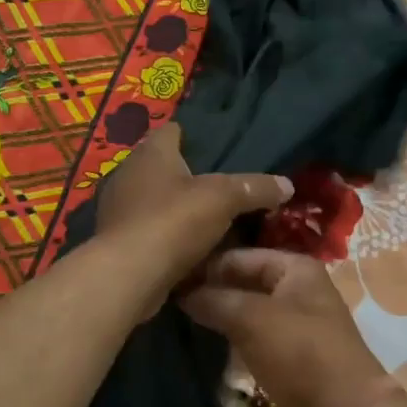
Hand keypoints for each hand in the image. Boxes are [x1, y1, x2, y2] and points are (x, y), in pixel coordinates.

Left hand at [92, 123, 291, 312]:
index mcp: (151, 153)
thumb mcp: (224, 198)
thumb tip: (287, 185)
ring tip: (212, 219)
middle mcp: (128, 174)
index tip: (220, 149)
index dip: (195, 137)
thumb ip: (255, 188)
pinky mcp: (118, 241)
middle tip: (223, 187)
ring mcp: (119, 209)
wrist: (128, 275)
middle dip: (190, 176)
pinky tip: (191, 248)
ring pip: (156, 201)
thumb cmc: (173, 221)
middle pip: (164, 167)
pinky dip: (168, 236)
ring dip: (178, 209)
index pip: (172, 131)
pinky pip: (150, 231)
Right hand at [182, 249, 390, 406]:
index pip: (239, 256)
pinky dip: (228, 339)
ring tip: (174, 318)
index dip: (204, 265)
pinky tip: (199, 341)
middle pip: (242, 282)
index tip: (166, 276)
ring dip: (216, 316)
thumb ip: (214, 299)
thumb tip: (180, 292)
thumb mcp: (252, 317)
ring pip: (244, 312)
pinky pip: (250, 338)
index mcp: (295, 268)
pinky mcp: (286, 356)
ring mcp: (292, 324)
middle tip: (165, 298)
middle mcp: (295, 290)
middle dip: (208, 290)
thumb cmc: (301, 353)